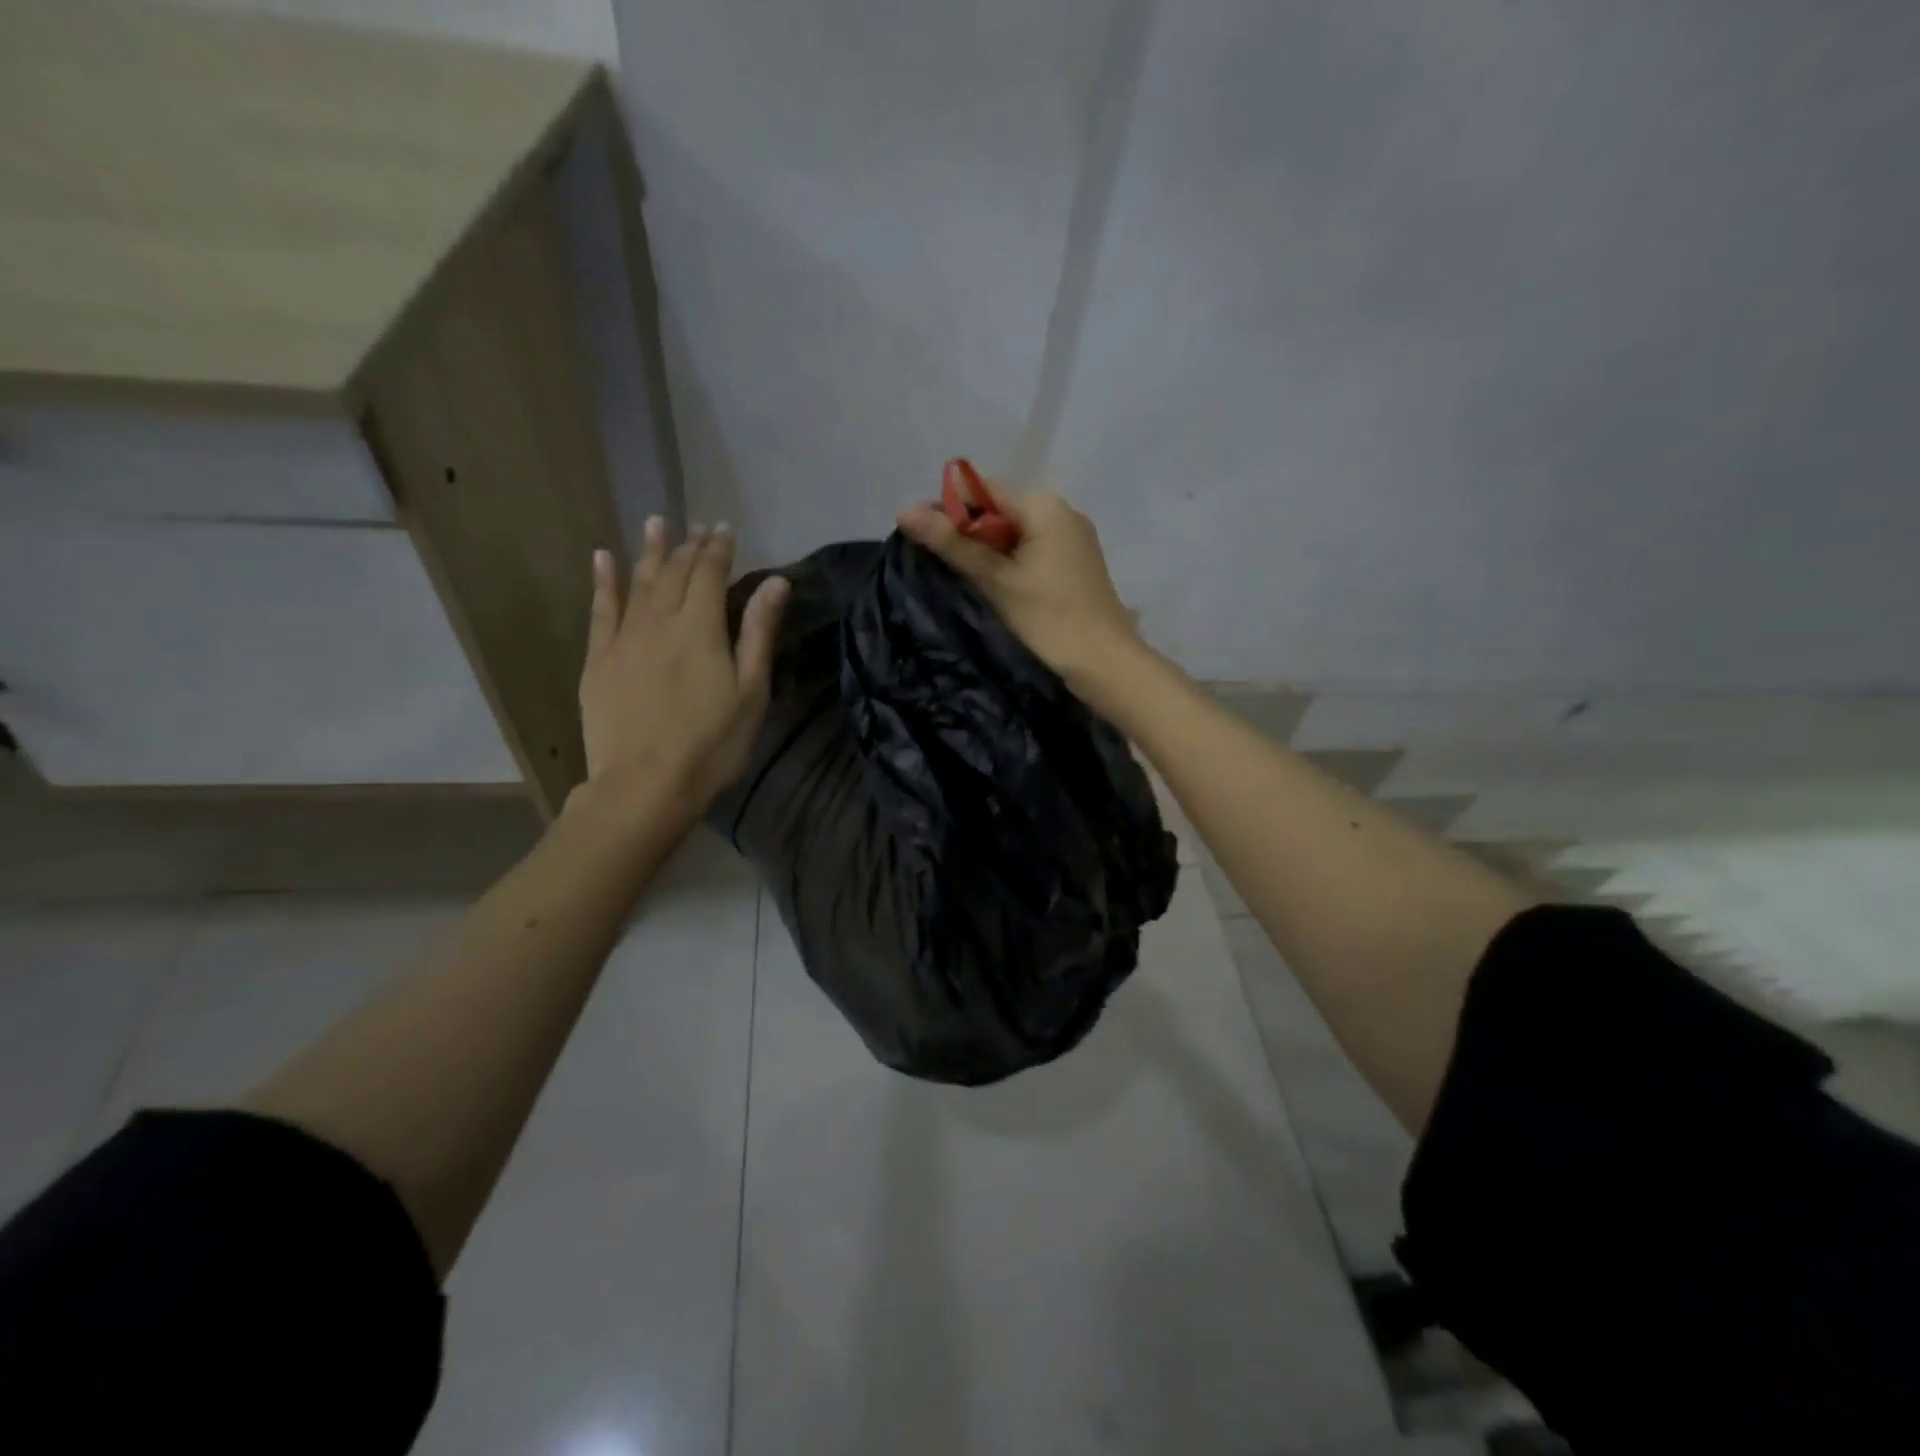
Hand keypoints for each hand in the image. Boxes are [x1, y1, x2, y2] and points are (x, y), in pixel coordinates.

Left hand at [577, 517, 788, 818]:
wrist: (645, 786)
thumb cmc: (712, 744)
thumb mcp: (751, 692)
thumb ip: (758, 632)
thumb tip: (775, 582)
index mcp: (700, 628)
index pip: (709, 573)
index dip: (718, 549)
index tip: (725, 528)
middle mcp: (659, 621)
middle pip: (674, 573)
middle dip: (688, 546)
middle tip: (698, 527)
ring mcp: (623, 638)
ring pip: (637, 582)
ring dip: (649, 550)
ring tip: (655, 522)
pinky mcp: (598, 659)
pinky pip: (600, 609)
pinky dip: (604, 581)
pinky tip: (604, 559)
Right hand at [897, 477, 1138, 692]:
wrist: (1104, 661)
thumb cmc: (1048, 618)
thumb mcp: (995, 580)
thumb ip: (952, 543)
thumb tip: (904, 511)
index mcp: (1044, 505)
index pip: (984, 490)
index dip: (949, 509)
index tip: (923, 537)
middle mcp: (1063, 511)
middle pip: (1001, 509)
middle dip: (969, 531)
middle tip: (940, 562)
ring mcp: (1074, 536)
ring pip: (1018, 531)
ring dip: (989, 548)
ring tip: (966, 577)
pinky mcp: (1078, 561)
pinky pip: (1035, 548)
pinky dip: (1012, 560)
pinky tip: (998, 585)